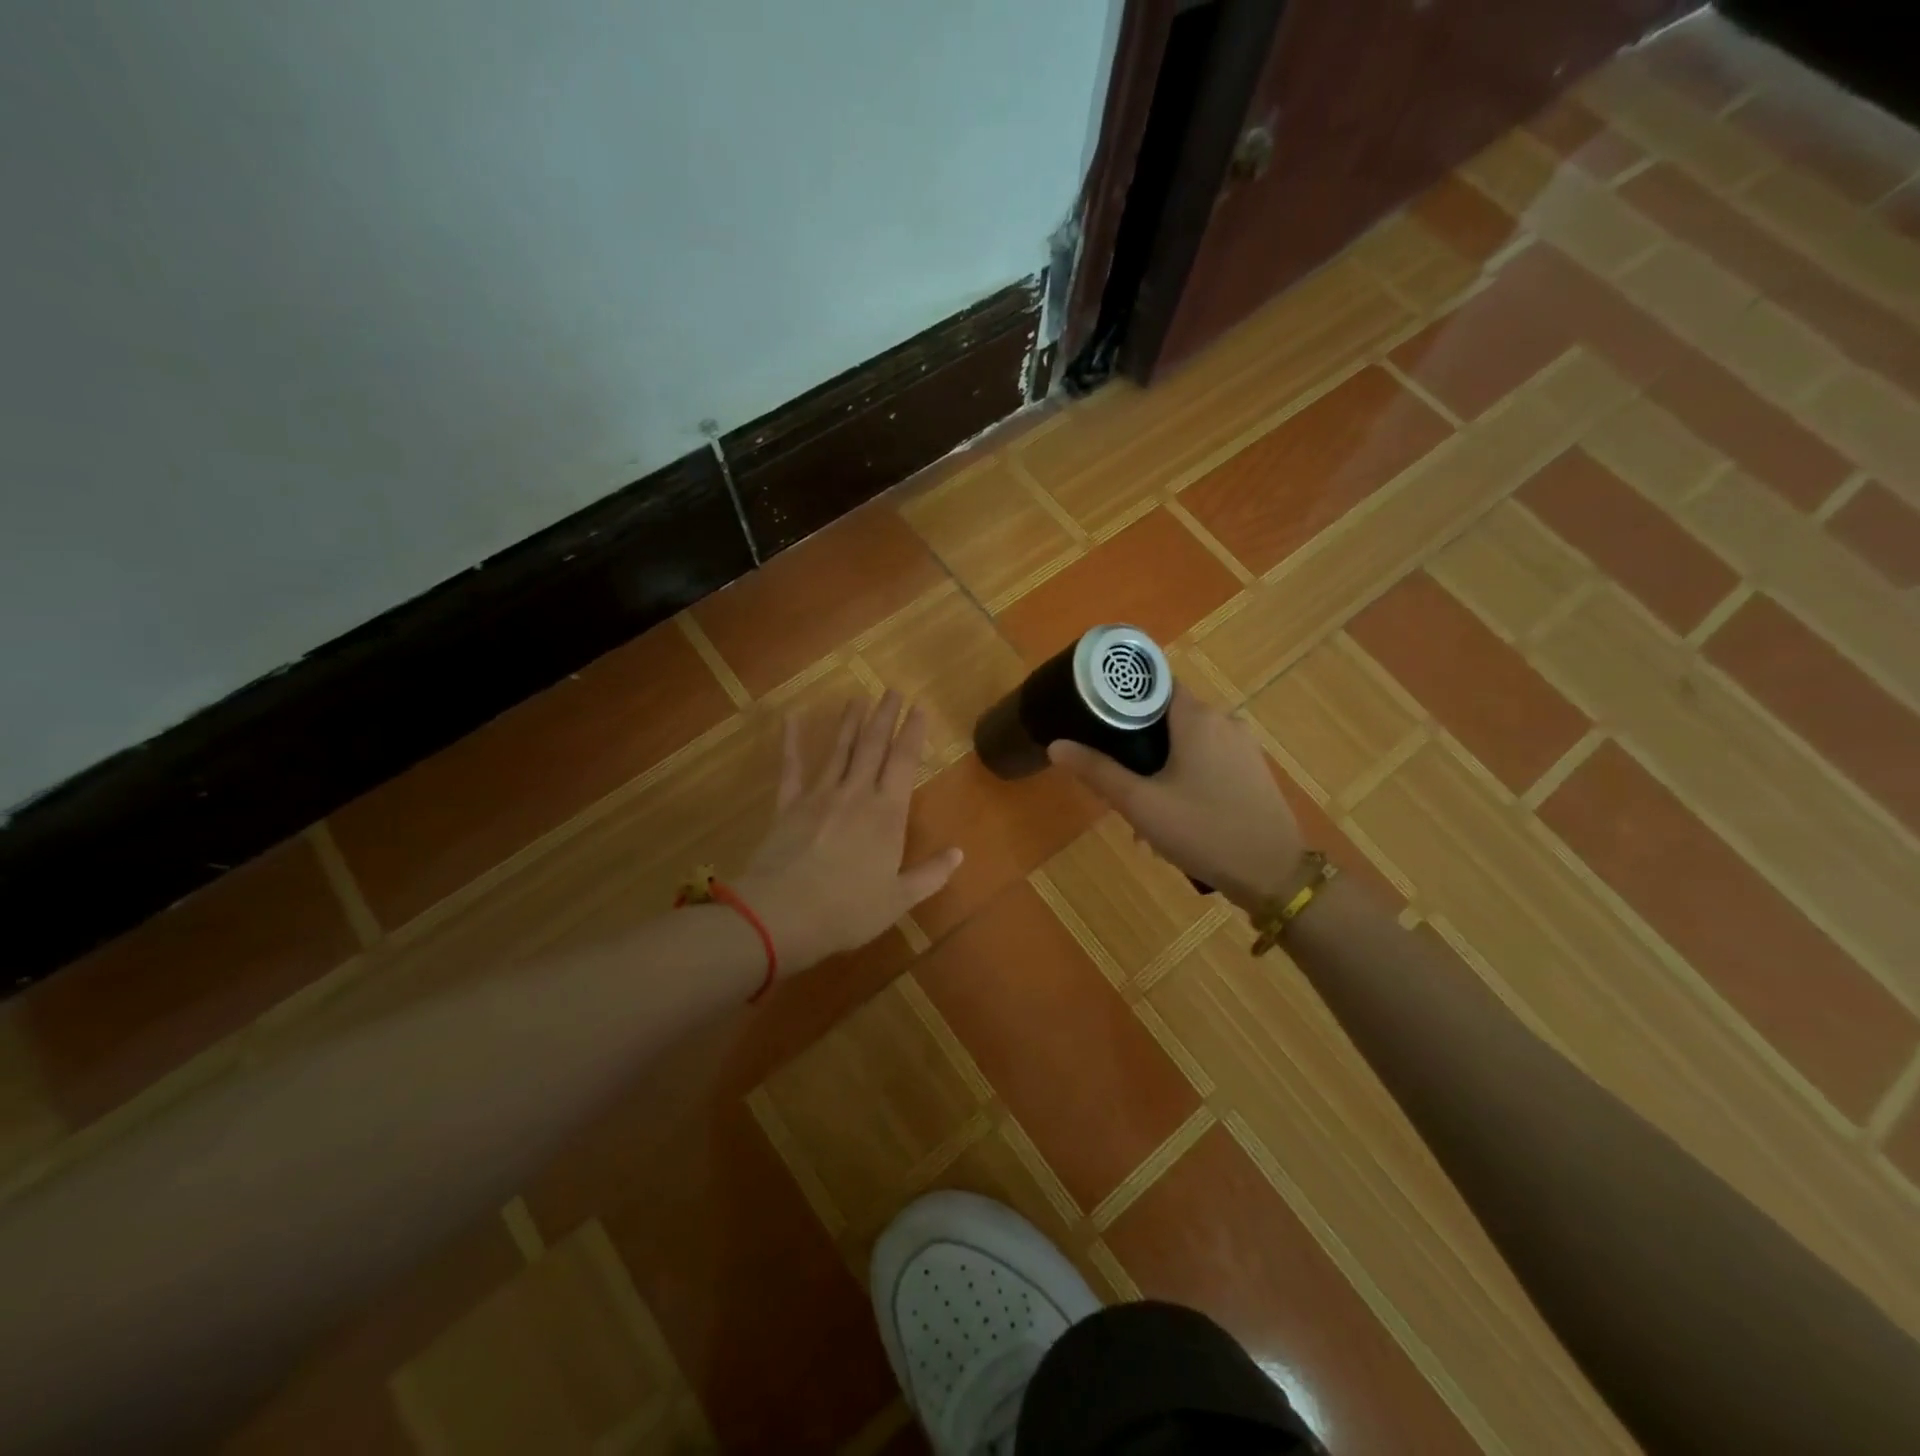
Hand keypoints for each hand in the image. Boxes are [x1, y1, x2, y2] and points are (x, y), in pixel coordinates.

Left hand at [737, 693, 962, 974]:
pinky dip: (791, 742)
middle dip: (885, 716)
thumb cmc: (848, 910)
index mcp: (887, 814)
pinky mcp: (788, 805)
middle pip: (873, 746)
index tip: (919, 707)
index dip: (913, 732)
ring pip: (839, 749)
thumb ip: (930, 875)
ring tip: (858, 697)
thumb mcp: (898, 900)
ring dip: (850, 722)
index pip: (904, 762)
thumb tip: (959, 854)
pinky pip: (791, 767)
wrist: (781, 915)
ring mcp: (819, 796)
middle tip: (892, 690)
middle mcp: (855, 794)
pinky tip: (791, 718)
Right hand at [1047, 685, 1300, 911]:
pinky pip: (1209, 760)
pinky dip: (1186, 775)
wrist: (1274, 874)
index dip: (1123, 696)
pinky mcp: (1253, 770)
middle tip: (1114, 775)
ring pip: (1188, 742)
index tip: (1096, 715)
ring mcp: (1243, 746)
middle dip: (1138, 742)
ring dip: (1161, 765)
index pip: (1154, 683)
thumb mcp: (1141, 804)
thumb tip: (1056, 745)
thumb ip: (1097, 771)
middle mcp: (1224, 720)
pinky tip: (1174, 814)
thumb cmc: (1203, 830)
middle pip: (1168, 715)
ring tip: (1141, 806)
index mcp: (1197, 717)